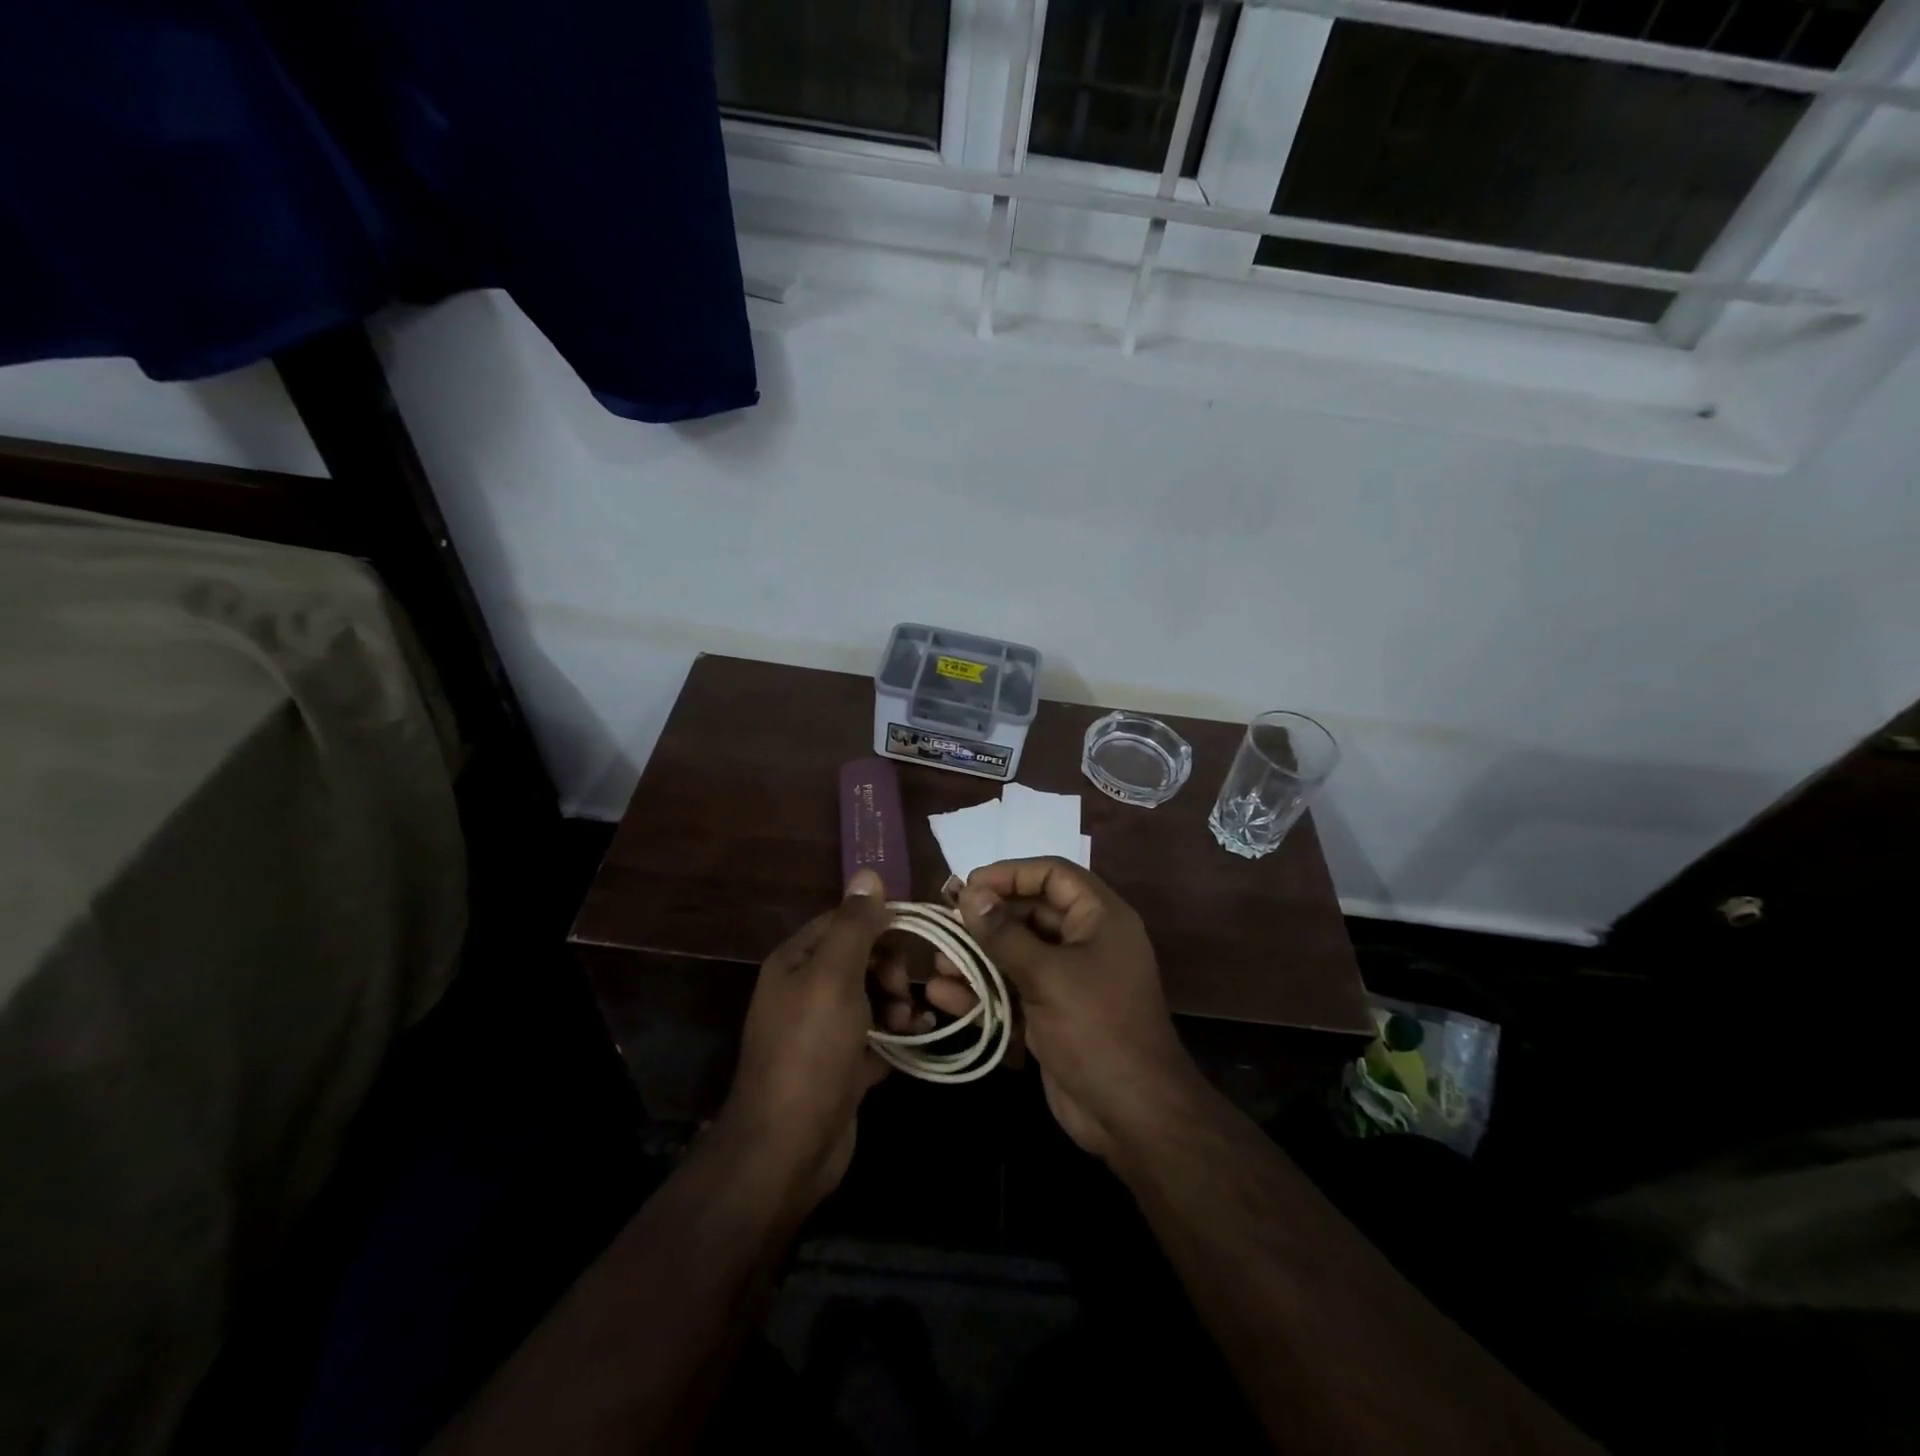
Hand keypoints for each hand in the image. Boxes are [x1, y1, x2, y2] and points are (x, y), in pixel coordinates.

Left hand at [717, 869, 892, 1211]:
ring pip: (874, 996)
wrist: (789, 1147)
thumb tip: (868, 871)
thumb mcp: (834, 977)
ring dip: (899, 1003)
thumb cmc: (811, 1050)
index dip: (880, 925)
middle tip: (902, 993)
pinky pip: (879, 1034)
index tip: (916, 938)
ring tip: (908, 1025)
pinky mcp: (843, 1064)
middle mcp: (806, 990)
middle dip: (891, 969)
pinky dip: (900, 1033)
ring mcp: (825, 1030)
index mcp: (796, 962)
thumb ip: (855, 925)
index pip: (844, 921)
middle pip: (862, 958)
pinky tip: (921, 1037)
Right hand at [956, 858, 1200, 1163]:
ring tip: (938, 963)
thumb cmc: (1096, 1028)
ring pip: (1016, 955)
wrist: (1132, 1116)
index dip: (1010, 874)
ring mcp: (1068, 981)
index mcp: (1099, 918)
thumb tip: (970, 894)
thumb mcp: (1047, 975)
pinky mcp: (1051, 1016)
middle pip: (1030, 913)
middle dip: (986, 920)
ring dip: (977, 958)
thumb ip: (1004, 934)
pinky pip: (1012, 991)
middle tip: (944, 924)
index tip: (969, 886)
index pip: (1053, 874)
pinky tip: (943, 996)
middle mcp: (1085, 942)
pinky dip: (982, 993)